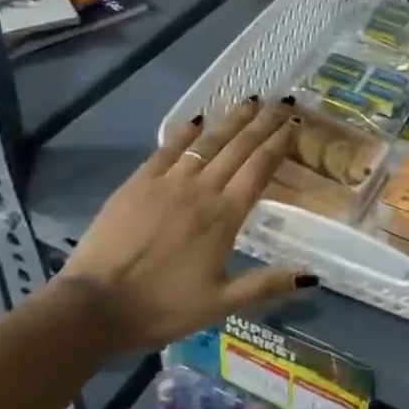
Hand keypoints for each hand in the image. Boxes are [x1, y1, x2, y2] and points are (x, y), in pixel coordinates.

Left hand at [59, 98, 311, 347]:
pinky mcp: (138, 183)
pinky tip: (198, 119)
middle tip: (282, 101)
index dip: (279, 144)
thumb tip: (313, 278)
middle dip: (263, 123)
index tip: (295, 123)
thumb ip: (267, 285)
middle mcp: (202, 190)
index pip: (260, 169)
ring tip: (250, 101)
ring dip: (231, 120)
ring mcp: (168, 183)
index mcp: (225, 217)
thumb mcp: (220, 304)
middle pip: (239, 148)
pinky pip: (168, 149)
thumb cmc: (162, 308)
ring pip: (207, 143)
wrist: (94, 306)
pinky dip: (185, 133)